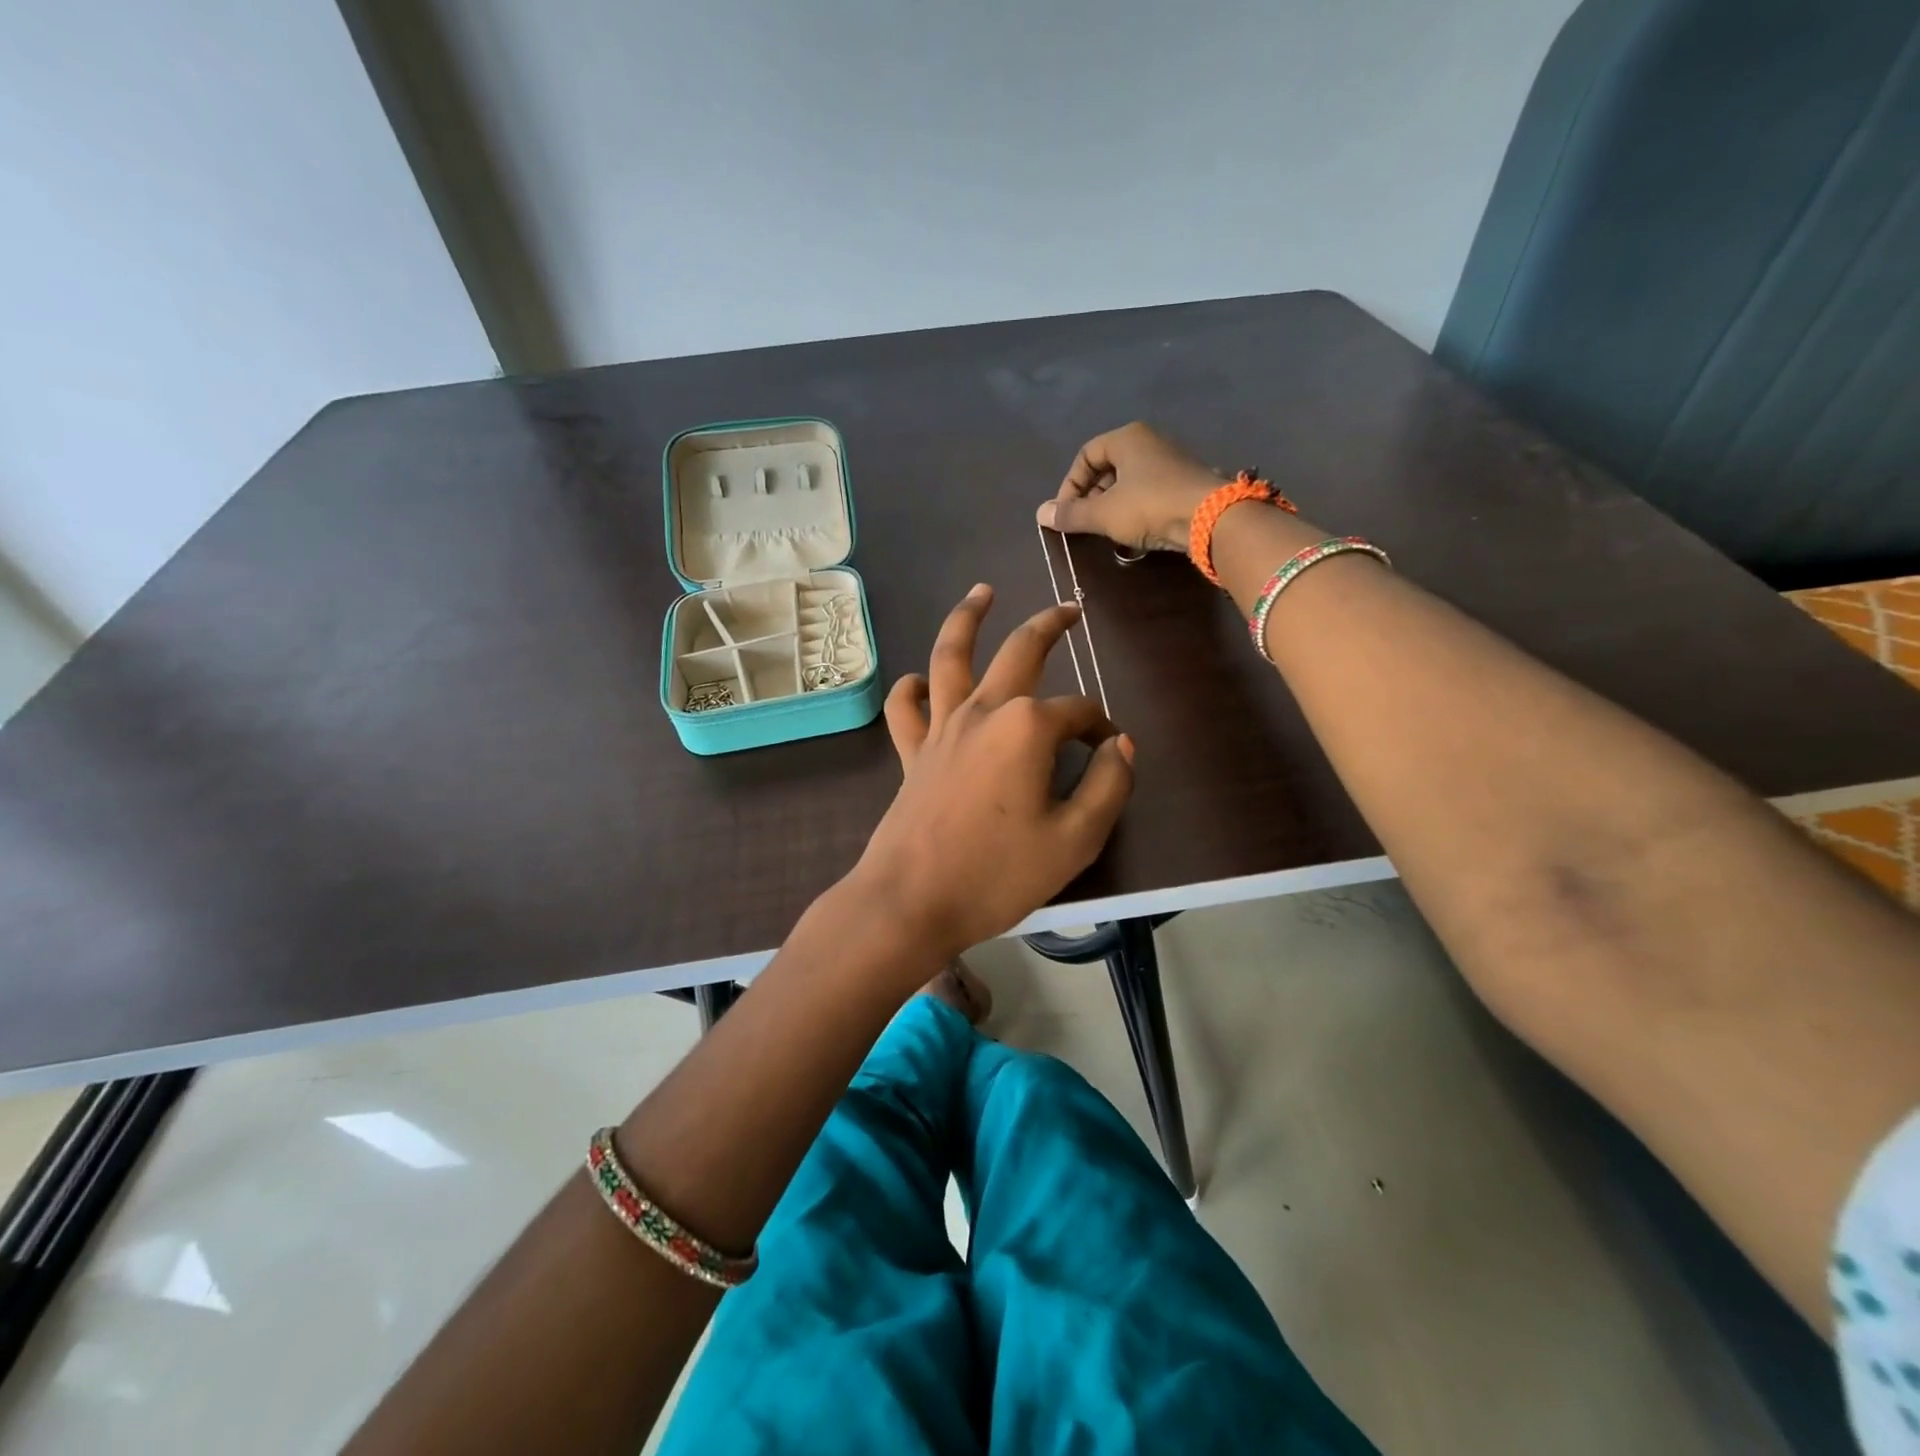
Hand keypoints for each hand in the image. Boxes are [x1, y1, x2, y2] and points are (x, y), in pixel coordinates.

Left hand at [850, 585, 1134, 961]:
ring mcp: (941, 728)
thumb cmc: (997, 874)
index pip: (1078, 713)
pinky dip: (911, 689)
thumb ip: (1109, 786)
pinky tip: (918, 680)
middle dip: (1049, 625)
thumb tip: (1121, 746)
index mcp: (1027, 728)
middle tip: (1069, 609)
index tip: (1110, 754)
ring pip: (951, 657)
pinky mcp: (912, 753)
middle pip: (1019, 652)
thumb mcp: (1076, 840)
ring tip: (981, 592)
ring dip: (967, 619)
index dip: (1101, 729)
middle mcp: (983, 712)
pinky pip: (906, 709)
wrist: (912, 902)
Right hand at [1036, 421, 1222, 552]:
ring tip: (1107, 530)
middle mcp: (1149, 442)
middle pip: (1108, 467)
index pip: (1086, 455)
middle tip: (1085, 522)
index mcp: (1127, 438)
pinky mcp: (1185, 483)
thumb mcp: (1103, 513)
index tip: (1066, 512)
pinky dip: (1135, 510)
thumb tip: (1040, 514)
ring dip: (1112, 506)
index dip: (1070, 484)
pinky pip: (1149, 493)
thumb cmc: (1149, 506)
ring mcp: (1171, 462)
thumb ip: (1071, 514)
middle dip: (1091, 496)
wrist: (1211, 517)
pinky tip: (1134, 532)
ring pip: (1129, 482)